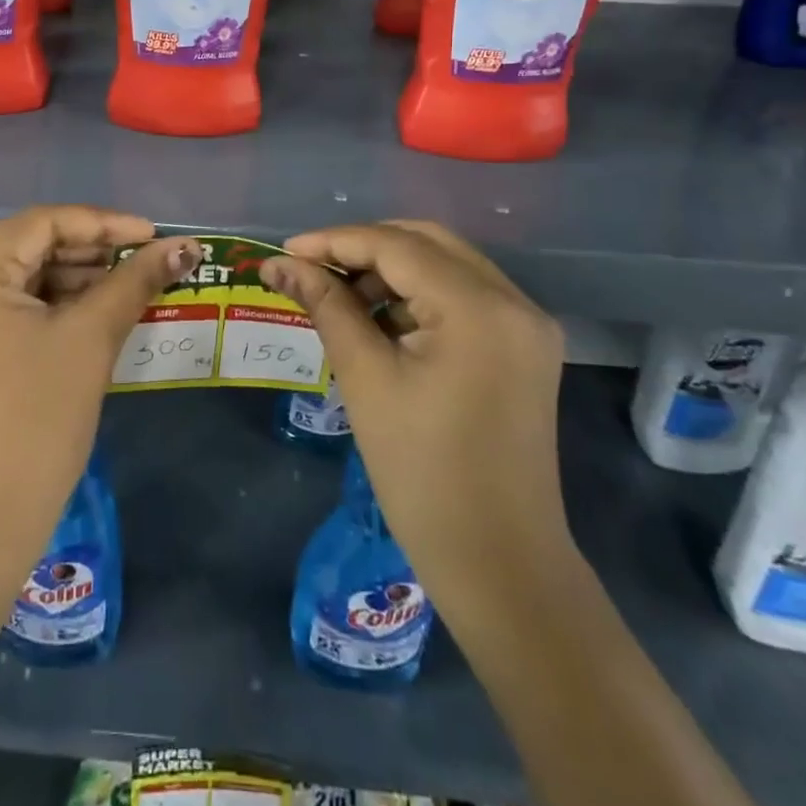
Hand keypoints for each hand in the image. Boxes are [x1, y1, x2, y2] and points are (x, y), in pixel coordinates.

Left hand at [0, 206, 197, 582]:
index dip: (103, 223)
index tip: (153, 235)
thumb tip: (186, 246)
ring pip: (20, 279)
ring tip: (129, 288)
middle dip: (91, 252)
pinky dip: (52, 308)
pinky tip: (95, 314)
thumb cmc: (36, 422)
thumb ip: (136, 281)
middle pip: (28, 248)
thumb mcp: (90, 340)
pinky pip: (9, 310)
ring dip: (75, 280)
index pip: (41, 223)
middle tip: (145, 262)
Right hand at [262, 222, 569, 596]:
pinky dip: (419, 296)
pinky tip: (383, 320)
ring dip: (391, 271)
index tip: (285, 251)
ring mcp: (527, 325)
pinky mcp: (525, 348)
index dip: (335, 241)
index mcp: (479, 308)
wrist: (500, 564)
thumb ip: (325, 306)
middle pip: (427, 243)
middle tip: (311, 269)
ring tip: (341, 298)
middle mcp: (514, 302)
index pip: (397, 246)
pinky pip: (464, 297)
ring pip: (447, 266)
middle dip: (364, 248)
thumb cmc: (422, 474)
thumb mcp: (365, 379)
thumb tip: (278, 264)